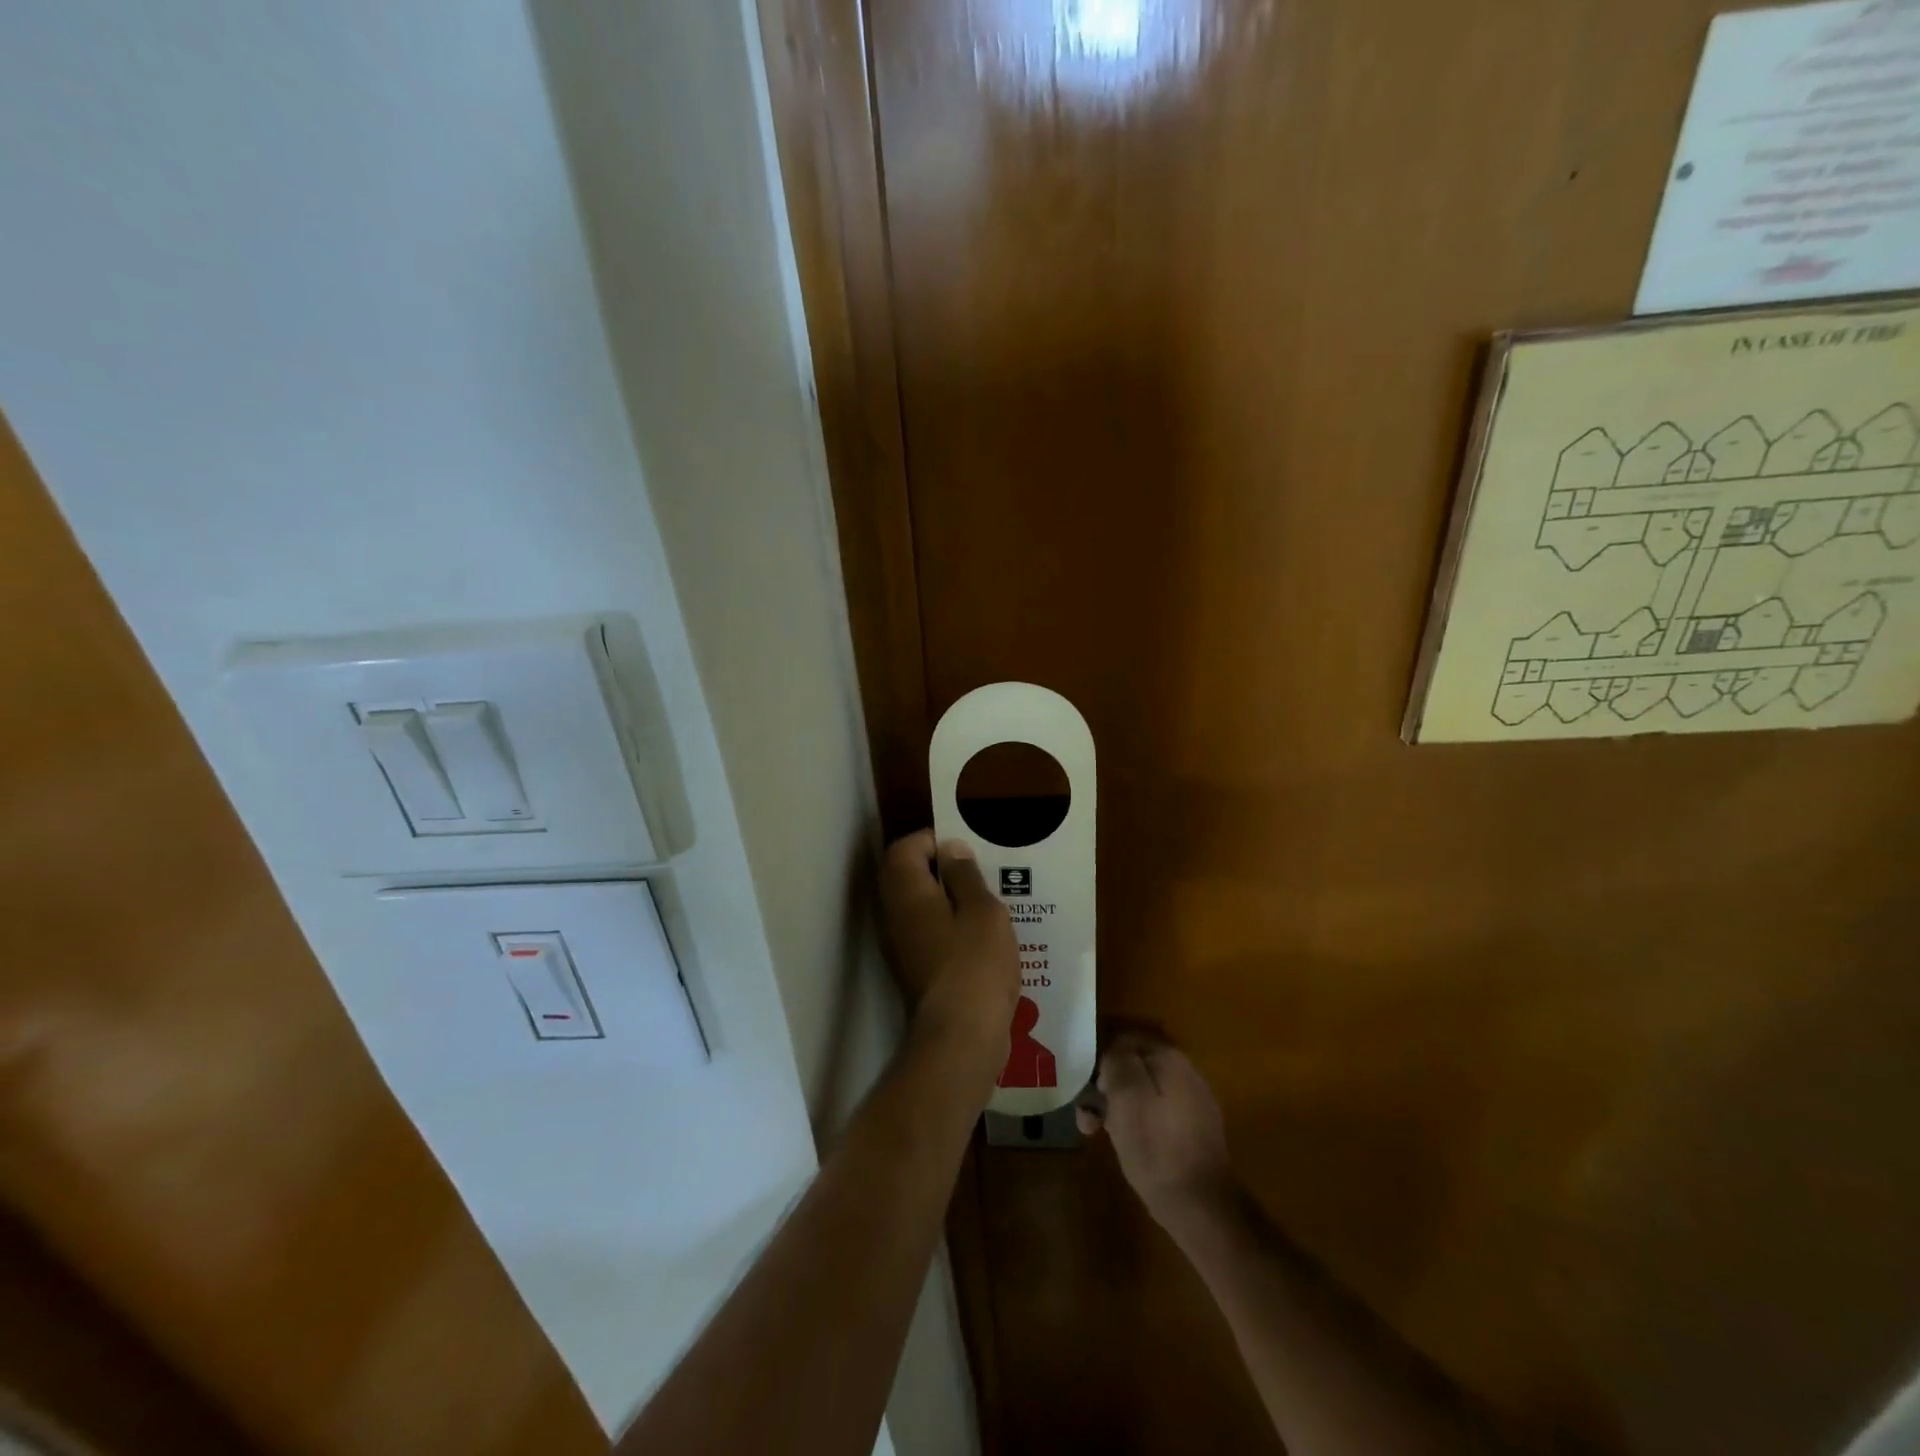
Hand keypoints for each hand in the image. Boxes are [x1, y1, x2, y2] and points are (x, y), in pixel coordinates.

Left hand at [879, 830, 1020, 1090]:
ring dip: (945, 899)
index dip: (934, 841)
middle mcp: (892, 914)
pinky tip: (977, 937)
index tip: (967, 850)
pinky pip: (924, 932)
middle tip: (979, 874)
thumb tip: (950, 850)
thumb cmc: (974, 963)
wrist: (960, 1037)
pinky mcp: (910, 969)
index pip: (905, 848)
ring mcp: (897, 944)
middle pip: (906, 876)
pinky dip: (945, 926)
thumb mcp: (982, 909)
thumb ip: (964, 875)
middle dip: (941, 870)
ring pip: (916, 906)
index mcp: (905, 891)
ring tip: (984, 904)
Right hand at [1077, 1035, 1235, 1229]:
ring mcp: (1192, 1102)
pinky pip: (1157, 1113)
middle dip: (1107, 1088)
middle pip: (1134, 1068)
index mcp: (1169, 1058)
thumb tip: (1114, 1052)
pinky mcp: (1194, 1130)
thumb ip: (1117, 1062)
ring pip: (1143, 1092)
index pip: (1124, 1041)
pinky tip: (1127, 1144)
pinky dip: (1138, 1123)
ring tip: (1099, 1133)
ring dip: (1118, 1107)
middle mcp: (1185, 1072)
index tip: (1086, 1089)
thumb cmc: (1155, 1146)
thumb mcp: (1126, 1096)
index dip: (1100, 1062)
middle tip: (1087, 1118)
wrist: (1200, 1205)